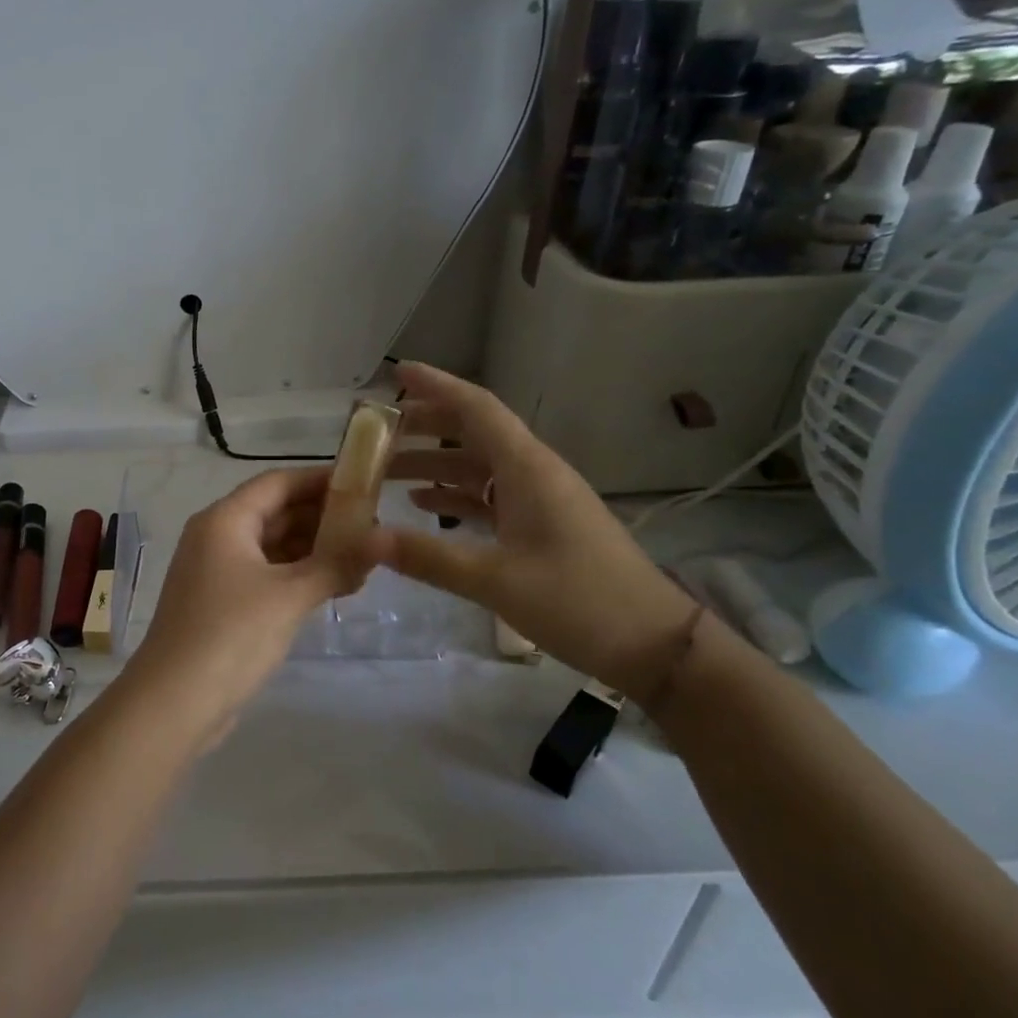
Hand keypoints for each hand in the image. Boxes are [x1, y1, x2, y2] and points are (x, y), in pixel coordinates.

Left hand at [128, 467, 372, 733]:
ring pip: (272, 546)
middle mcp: (217, 537)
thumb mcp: (290, 596)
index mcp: (225, 520)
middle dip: (322, 518)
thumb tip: (386, 537)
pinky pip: (266, 575)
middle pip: (275, 512)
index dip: (320, 480)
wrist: (173, 703)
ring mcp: (217, 572)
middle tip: (373, 526)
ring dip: (314, 550)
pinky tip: (335, 587)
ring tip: (363, 559)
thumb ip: (338, 563)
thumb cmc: (231, 635)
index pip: (278, 482)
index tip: (364, 484)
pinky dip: (298, 576)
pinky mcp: (222, 604)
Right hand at [370, 363, 697, 703]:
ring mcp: (539, 499)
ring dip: (434, 463)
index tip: (396, 373)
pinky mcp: (542, 525)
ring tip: (385, 471)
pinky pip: (490, 496)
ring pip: (478, 466)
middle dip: (425, 425)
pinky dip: (455, 495)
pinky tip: (423, 505)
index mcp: (527, 468)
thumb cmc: (578, 601)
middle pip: (473, 432)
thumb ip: (428, 557)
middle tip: (376, 431)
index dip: (436, 386)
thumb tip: (364, 539)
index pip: (476, 409)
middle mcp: (533, 472)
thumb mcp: (496, 580)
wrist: (653, 644)